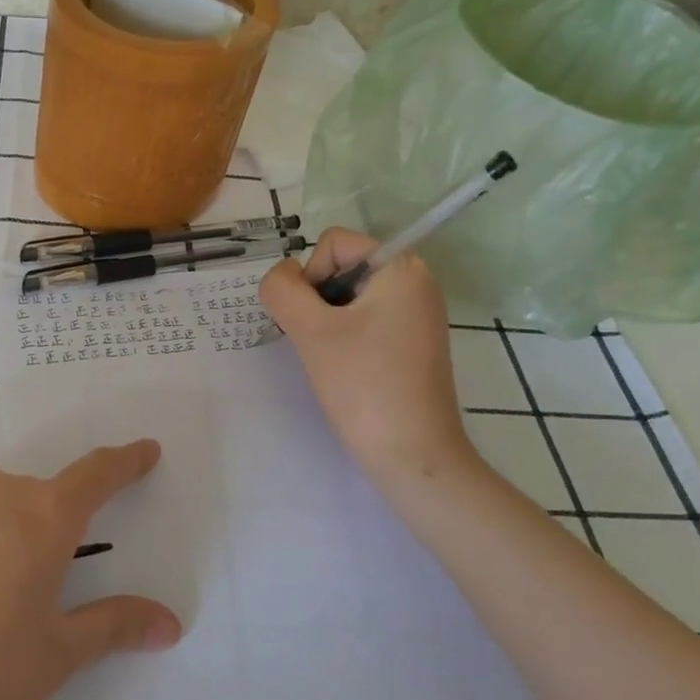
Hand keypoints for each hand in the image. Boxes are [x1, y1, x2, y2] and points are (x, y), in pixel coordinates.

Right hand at [260, 229, 480, 483]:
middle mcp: (416, 282)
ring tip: (332, 360)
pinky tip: (345, 370)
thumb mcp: (311, 330)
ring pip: (349, 298)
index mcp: (402, 267)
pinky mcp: (413, 343)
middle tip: (320, 343)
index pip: (334, 244)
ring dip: (327, 322)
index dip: (311, 277)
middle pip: (342, 268)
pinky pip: (366, 321)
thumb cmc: (363, 385)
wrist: (412, 455)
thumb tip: (282, 277)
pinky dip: (345, 338)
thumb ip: (282, 289)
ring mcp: (418, 315)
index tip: (314, 322)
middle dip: (318, 301)